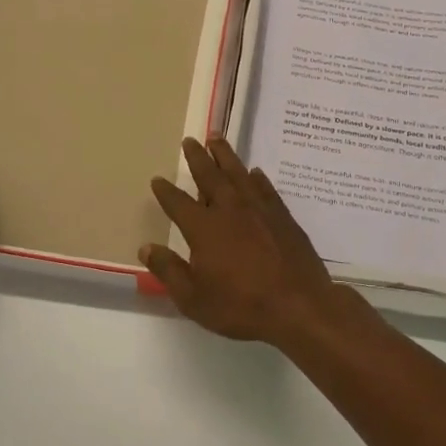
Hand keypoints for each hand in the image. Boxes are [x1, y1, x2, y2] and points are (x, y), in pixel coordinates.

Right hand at [143, 138, 343, 343]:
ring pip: (238, 174)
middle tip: (190, 140)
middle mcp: (230, 210)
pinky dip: (257, 178)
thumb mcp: (194, 298)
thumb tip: (146, 248)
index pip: (178, 203)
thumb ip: (169, 271)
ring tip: (217, 139)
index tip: (158, 179)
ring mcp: (259, 210)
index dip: (166, 191)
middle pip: (210, 176)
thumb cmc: (241, 306)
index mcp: (204, 228)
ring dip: (226, 156)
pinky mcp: (282, 216)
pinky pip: (266, 188)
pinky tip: (255, 173)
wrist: (299, 305)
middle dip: (197, 158)